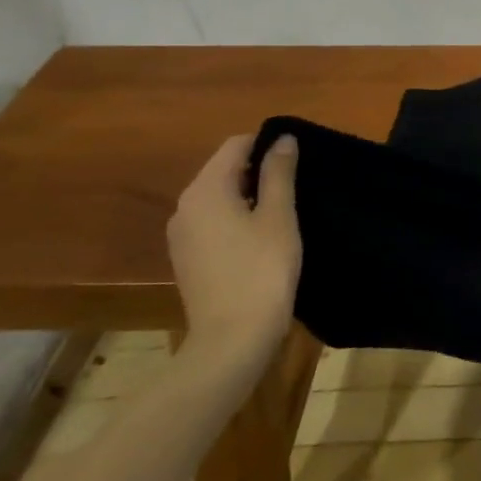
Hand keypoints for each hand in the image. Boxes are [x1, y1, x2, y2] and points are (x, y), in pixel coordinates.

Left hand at [167, 134, 301, 368]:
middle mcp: (185, 206)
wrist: (232, 340)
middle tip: (298, 184)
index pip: (235, 145)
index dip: (268, 143)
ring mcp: (182, 235)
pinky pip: (214, 221)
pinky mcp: (187, 258)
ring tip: (284, 210)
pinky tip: (263, 236)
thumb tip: (283, 139)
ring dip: (250, 195)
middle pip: (224, 169)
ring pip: (220, 196)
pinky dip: (237, 217)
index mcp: (205, 190)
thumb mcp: (278, 215)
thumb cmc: (261, 270)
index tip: (299, 159)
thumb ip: (279, 172)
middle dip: (259, 169)